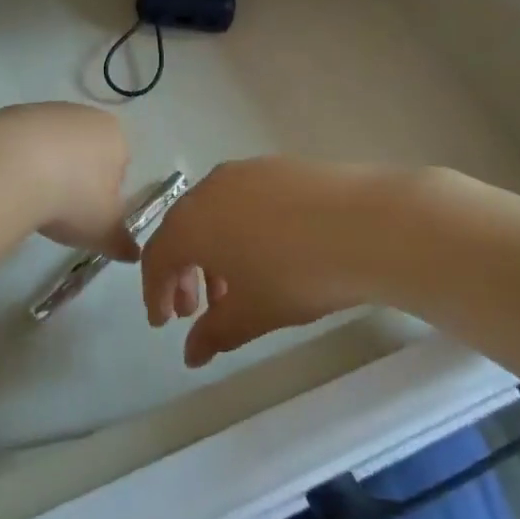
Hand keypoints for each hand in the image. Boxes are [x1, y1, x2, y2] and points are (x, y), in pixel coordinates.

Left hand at [0, 103, 137, 261]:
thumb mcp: (103, 230)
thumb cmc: (72, 197)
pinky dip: (18, 162)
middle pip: (85, 151)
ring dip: (45, 169)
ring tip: (31, 199)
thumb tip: (134, 254)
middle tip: (60, 209)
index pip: (119, 165)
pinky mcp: (12, 113)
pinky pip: (21, 143)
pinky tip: (9, 183)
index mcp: (114, 135)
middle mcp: (84, 115)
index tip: (88, 214)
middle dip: (76, 177)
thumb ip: (121, 242)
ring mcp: (46, 111)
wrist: (11, 168)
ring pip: (52, 145)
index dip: (105, 193)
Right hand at [140, 158, 397, 366]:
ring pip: (213, 213)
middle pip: (182, 230)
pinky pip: (241, 199)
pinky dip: (239, 229)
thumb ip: (215, 332)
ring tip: (235, 286)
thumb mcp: (252, 313)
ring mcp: (244, 171)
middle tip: (195, 309)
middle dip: (183, 271)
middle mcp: (209, 188)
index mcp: (192, 222)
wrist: (363, 224)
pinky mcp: (277, 166)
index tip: (164, 322)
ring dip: (212, 251)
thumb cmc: (296, 274)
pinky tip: (266, 252)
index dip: (155, 292)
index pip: (157, 256)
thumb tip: (190, 353)